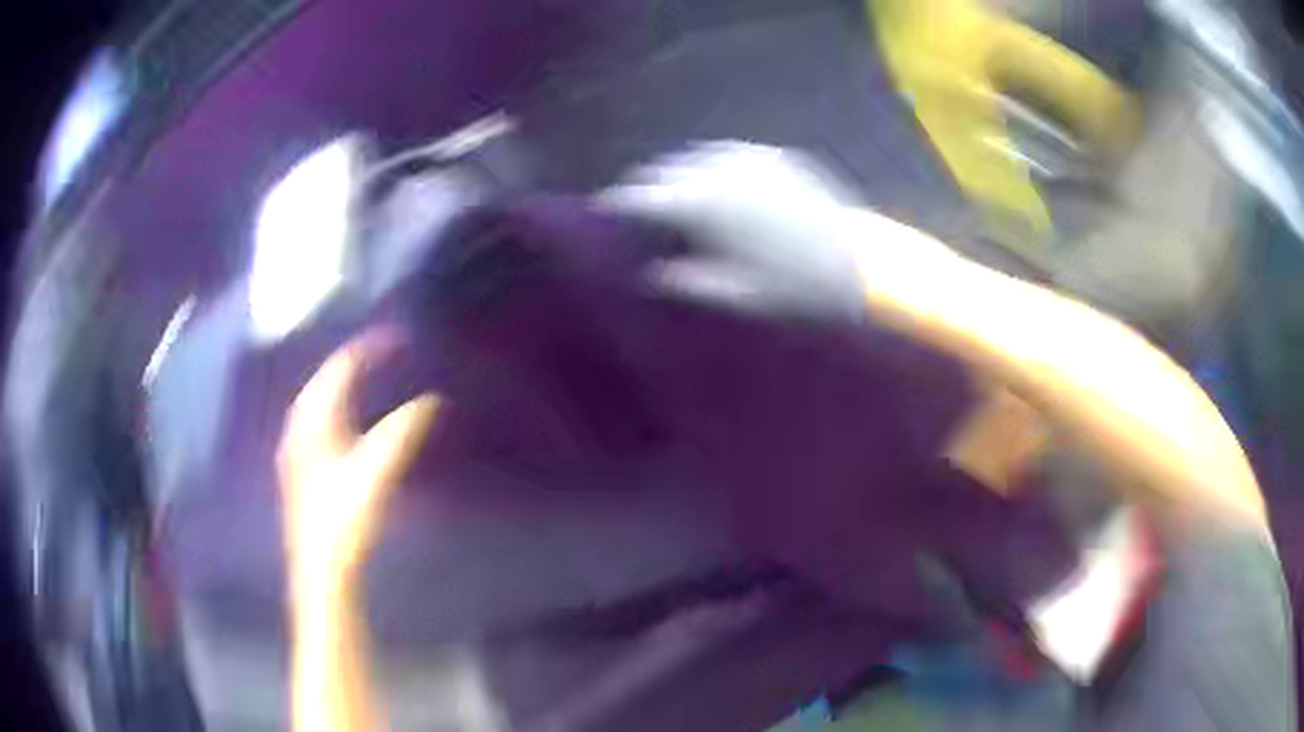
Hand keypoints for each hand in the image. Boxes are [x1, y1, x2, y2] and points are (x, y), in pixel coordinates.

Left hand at [277, 336, 439, 601]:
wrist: (321, 569)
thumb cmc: (345, 520)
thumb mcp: (377, 473)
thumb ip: (403, 432)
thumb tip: (432, 400)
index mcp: (314, 420)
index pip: (340, 368)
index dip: (369, 349)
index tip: (400, 339)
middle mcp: (300, 427)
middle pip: (325, 381)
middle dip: (353, 362)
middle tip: (385, 353)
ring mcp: (297, 450)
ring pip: (318, 402)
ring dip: (343, 385)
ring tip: (368, 378)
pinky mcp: (301, 471)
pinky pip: (318, 422)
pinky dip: (337, 409)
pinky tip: (347, 423)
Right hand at [599, 141, 872, 323]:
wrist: (862, 263)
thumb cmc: (795, 287)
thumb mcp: (735, 295)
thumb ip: (687, 280)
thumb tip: (652, 272)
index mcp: (704, 204)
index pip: (644, 197)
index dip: (619, 204)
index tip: (605, 209)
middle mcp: (721, 170)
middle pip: (666, 170)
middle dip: (648, 187)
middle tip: (641, 206)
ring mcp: (751, 157)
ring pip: (697, 156)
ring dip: (680, 173)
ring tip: (677, 192)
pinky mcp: (776, 155)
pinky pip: (730, 154)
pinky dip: (714, 166)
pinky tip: (719, 182)